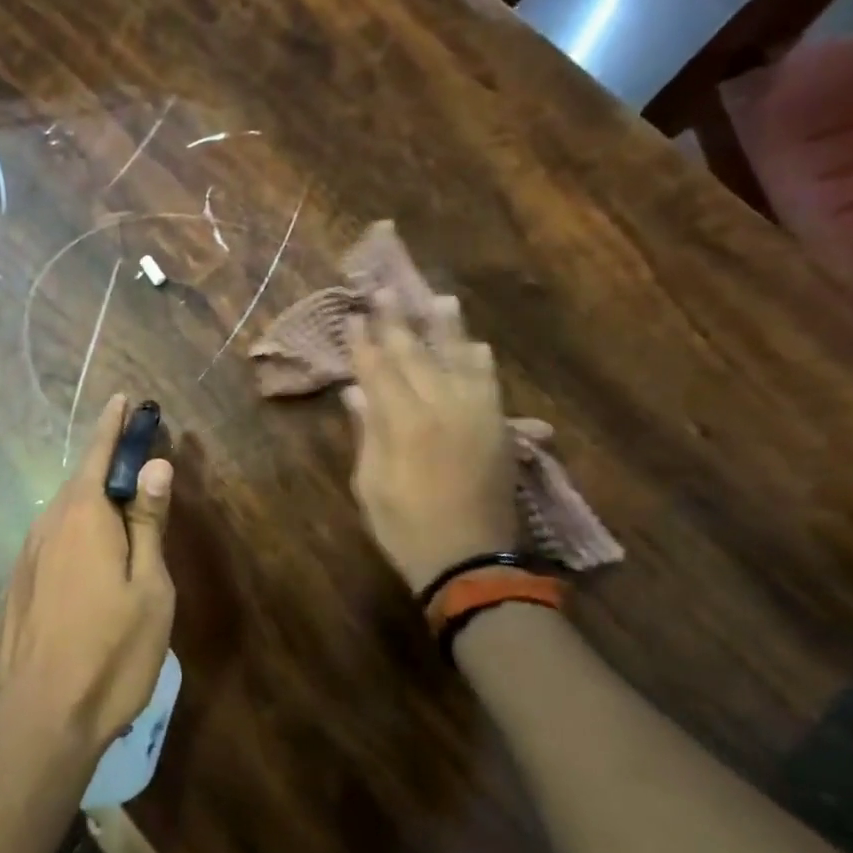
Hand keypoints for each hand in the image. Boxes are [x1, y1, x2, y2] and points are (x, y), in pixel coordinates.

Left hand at [0, 394, 175, 761]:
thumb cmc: (110, 651)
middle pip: (81, 482)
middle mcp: (47, 524)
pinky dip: (74, 534)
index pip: (99, 453)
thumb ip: (147, 522)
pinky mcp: (16, 585)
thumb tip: (154, 465)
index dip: (114, 424)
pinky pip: (51, 542)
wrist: (37, 720)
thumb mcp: (148, 587)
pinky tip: (89, 562)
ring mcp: (26, 555)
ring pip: (64, 514)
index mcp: (83, 515)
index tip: (124, 399)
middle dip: (107, 466)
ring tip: (119, 514)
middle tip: (137, 465)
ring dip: (91, 504)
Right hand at [342, 293, 519, 591]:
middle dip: (398, 322)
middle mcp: (442, 407)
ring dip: (446, 330)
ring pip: (459, 360)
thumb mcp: (370, 483)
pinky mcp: (498, 428)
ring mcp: (475, 415)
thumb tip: (355, 393)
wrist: (469, 562)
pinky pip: (489, 384)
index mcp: (403, 423)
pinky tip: (475, 346)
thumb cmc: (405, 527)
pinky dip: (479, 362)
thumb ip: (367, 433)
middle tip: (387, 290)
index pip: (378, 369)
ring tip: (440, 300)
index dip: (364, 342)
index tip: (354, 316)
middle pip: (416, 355)